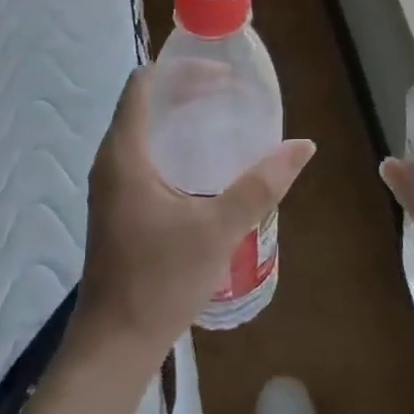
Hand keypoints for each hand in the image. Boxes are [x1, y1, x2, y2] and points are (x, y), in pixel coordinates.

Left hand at [76, 65, 315, 362]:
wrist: (115, 344)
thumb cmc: (160, 280)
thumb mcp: (218, 229)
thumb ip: (260, 185)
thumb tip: (302, 146)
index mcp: (125, 154)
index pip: (144, 84)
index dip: (182, 70)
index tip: (223, 75)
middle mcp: (111, 160)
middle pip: (146, 102)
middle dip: (188, 90)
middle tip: (232, 94)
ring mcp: (111, 184)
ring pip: (144, 129)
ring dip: (180, 117)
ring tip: (223, 118)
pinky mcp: (118, 205)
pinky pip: (144, 154)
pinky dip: (173, 143)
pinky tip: (204, 163)